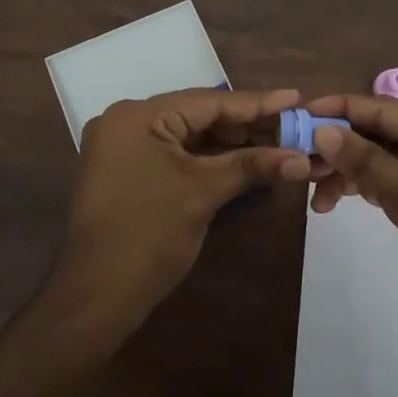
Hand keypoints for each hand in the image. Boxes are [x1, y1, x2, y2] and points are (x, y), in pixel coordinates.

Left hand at [53, 88, 312, 328]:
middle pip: (198, 116)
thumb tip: (303, 158)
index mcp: (138, 116)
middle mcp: (127, 122)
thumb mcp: (203, 193)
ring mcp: (124, 148)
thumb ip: (252, 166)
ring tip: (279, 144)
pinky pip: (175, 155)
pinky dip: (208, 160)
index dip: (256, 103)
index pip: (208, 101)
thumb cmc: (148, 236)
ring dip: (230, 144)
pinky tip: (245, 162)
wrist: (95, 298)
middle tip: (294, 127)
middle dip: (247, 126)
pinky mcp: (127, 172)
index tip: (296, 98)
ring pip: (189, 137)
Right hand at [304, 95, 397, 347]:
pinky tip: (332, 202)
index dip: (342, 109)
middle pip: (380, 133)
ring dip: (346, 173)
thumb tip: (321, 131)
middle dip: (340, 146)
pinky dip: (361, 189)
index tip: (300, 111)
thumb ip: (366, 161)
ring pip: (379, 160)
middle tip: (297, 156)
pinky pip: (387, 182)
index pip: (386, 110)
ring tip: (313, 191)